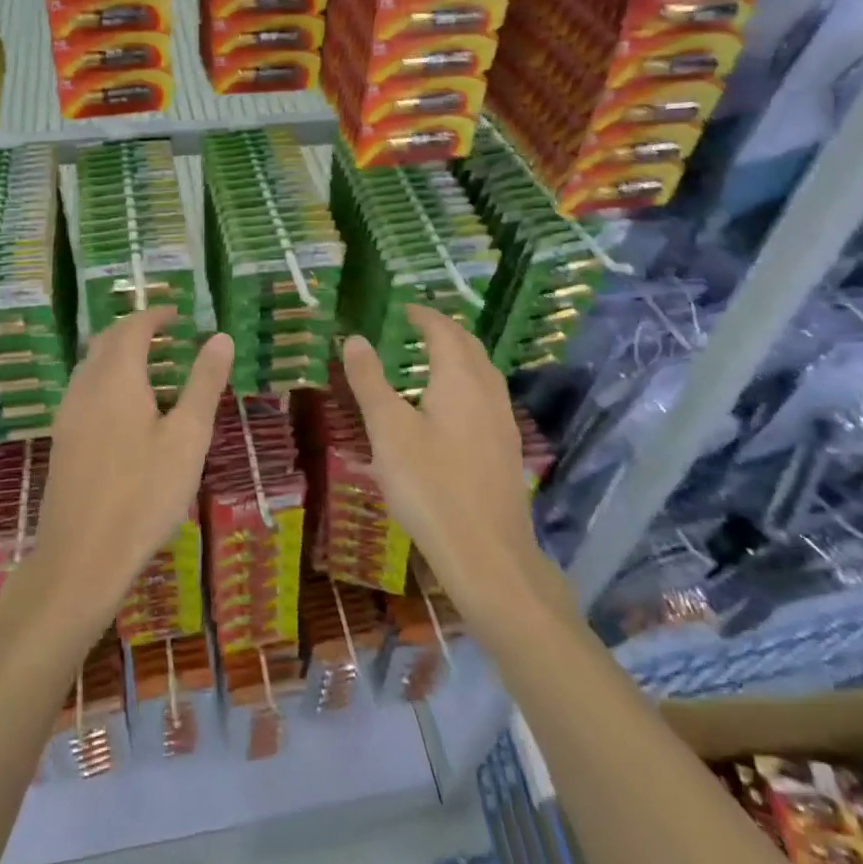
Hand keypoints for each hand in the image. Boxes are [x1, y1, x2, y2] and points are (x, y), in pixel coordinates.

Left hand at [29, 308, 232, 620]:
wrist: (81, 557)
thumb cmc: (144, 494)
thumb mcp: (188, 437)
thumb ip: (203, 383)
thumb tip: (219, 337)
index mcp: (117, 378)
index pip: (133, 327)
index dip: (156, 315)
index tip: (179, 315)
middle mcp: (85, 386)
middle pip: (106, 341)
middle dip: (135, 330)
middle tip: (168, 336)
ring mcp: (67, 414)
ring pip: (90, 365)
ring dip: (118, 354)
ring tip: (152, 369)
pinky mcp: (61, 440)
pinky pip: (83, 389)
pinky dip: (106, 379)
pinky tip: (127, 410)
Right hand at [342, 306, 538, 610]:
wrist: (487, 554)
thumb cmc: (430, 486)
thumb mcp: (388, 430)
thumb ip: (370, 381)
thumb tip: (356, 338)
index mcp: (460, 378)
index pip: (444, 331)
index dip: (424, 316)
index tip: (404, 309)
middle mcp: (488, 391)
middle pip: (470, 346)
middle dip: (444, 331)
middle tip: (417, 328)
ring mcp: (503, 422)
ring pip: (483, 372)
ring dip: (459, 356)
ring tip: (431, 361)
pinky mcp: (506, 450)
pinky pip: (487, 397)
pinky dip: (467, 383)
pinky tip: (451, 409)